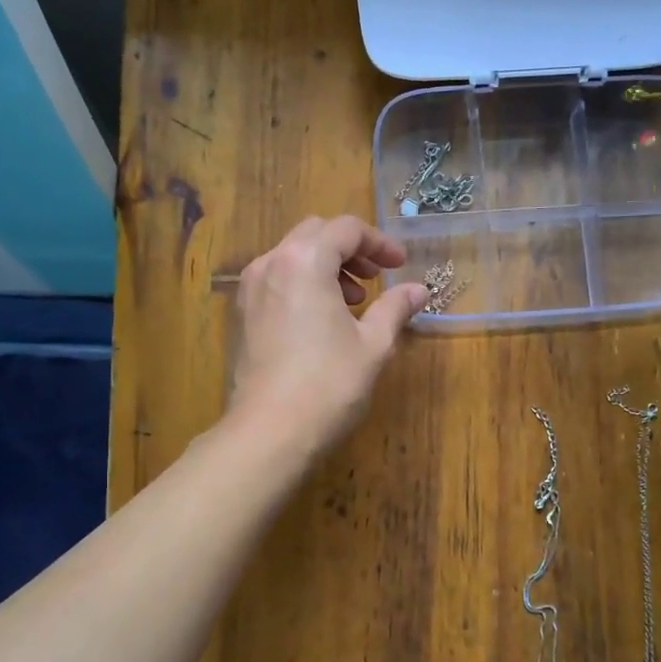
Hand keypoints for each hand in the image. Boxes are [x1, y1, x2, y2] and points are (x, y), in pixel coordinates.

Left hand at [228, 216, 428, 457]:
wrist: (269, 431)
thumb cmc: (329, 384)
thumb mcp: (373, 345)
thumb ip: (395, 308)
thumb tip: (419, 290)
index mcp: (304, 260)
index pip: (346, 229)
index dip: (379, 243)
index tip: (399, 266)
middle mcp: (270, 264)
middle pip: (314, 234)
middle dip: (349, 250)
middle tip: (376, 279)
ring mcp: (249, 290)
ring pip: (291, 257)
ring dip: (325, 267)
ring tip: (352, 302)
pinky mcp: (241, 315)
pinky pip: (275, 281)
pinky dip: (302, 285)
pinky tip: (321, 321)